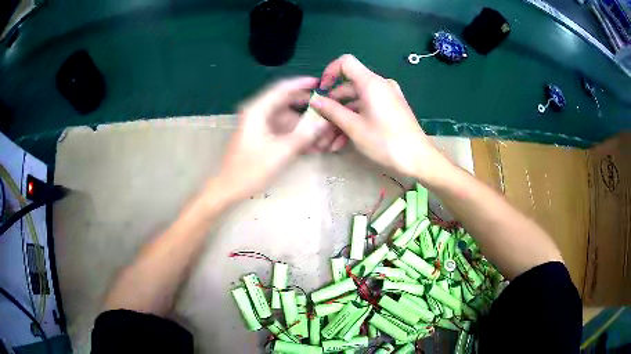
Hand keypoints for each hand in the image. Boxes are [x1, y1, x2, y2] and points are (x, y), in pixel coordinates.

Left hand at [217, 77, 330, 200]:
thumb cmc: (250, 169)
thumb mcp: (280, 152)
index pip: (282, 89)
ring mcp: (260, 127)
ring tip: (324, 134)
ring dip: (304, 125)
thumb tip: (325, 123)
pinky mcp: (262, 138)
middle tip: (327, 109)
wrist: (228, 188)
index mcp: (258, 111)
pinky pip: (283, 131)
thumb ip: (304, 136)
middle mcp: (259, 114)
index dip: (301, 84)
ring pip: (287, 119)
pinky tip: (313, 145)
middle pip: (286, 103)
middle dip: (307, 107)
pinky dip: (297, 135)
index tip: (319, 82)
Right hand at [311, 54, 446, 180]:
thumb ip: (332, 111)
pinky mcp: (391, 108)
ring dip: (342, 118)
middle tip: (321, 123)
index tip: (322, 90)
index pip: (346, 62)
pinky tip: (344, 140)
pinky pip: (368, 108)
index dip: (330, 72)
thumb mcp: (354, 127)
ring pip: (357, 101)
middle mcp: (380, 85)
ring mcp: (387, 97)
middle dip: (333, 105)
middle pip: (349, 86)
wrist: (418, 159)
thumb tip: (315, 100)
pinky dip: (356, 119)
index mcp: (371, 83)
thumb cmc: (385, 142)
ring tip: (330, 141)